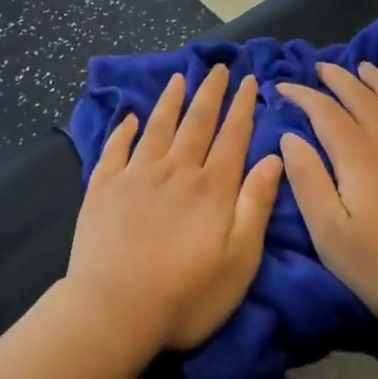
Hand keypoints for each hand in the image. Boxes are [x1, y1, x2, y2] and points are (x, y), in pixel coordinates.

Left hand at [66, 65, 282, 354]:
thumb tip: (274, 158)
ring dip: (170, 101)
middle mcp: (176, 170)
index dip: (242, 106)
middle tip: (217, 67)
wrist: (113, 311)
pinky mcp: (103, 189)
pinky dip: (123, 130)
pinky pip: (115, 149)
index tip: (247, 80)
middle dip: (210, 92)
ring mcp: (136, 176)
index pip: (232, 136)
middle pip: (196, 122)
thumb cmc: (186, 295)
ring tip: (178, 78)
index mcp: (212, 187)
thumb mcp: (240, 259)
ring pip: (157, 127)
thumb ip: (256, 205)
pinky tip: (128, 118)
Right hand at [278, 62, 377, 328]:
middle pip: (363, 98)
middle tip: (322, 68)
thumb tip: (291, 137)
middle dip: (339, 79)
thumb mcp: (328, 231)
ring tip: (368, 68)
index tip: (282, 86)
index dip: (302, 94)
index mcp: (359, 155)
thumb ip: (307, 179)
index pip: (325, 111)